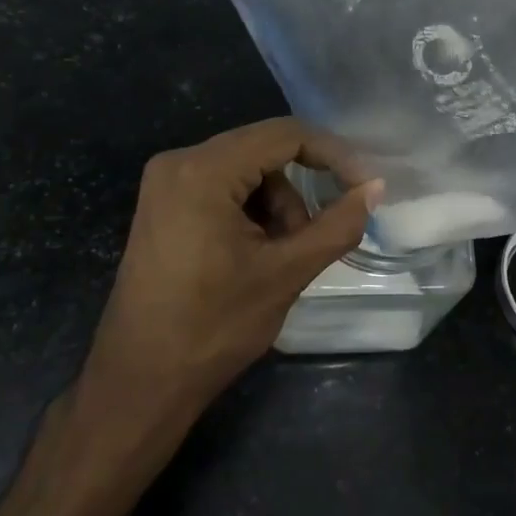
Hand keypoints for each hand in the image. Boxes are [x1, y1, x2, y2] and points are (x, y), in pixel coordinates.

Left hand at [79, 120, 380, 424]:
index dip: (333, 154)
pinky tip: (254, 253)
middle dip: (299, 190)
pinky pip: (223, 187)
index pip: (285, 135)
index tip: (364, 185)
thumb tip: (374, 187)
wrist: (141, 380)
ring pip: (246, 171)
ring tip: (280, 256)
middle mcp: (178, 162)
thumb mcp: (286, 273)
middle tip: (316, 235)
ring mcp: (165, 183)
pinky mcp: (164, 204)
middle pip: (263, 150)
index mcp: (203, 171)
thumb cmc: (214, 327)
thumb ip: (337, 225)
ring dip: (276, 205)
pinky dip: (251, 211)